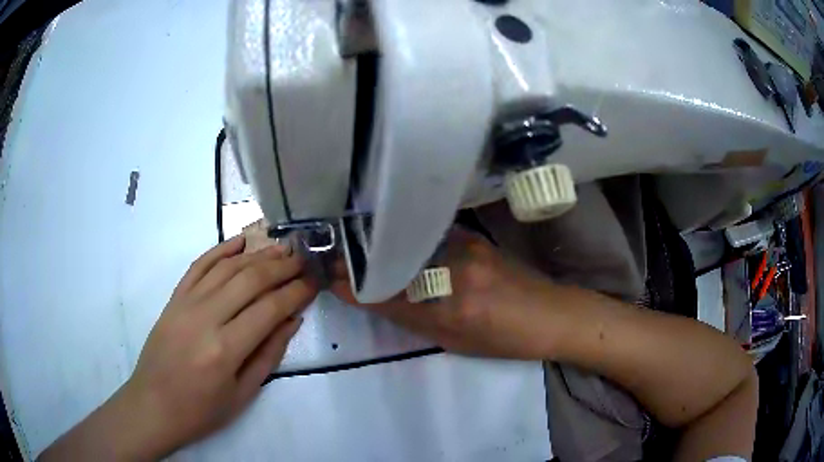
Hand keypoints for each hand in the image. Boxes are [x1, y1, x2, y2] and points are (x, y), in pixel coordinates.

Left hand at [38, 236, 317, 461]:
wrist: (154, 405)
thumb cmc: (201, 410)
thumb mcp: (243, 394)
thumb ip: (269, 354)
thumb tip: (292, 320)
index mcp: (226, 349)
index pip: (270, 308)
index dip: (296, 292)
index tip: (315, 281)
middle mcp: (206, 318)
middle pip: (250, 280)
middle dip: (282, 267)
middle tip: (303, 259)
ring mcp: (186, 303)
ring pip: (226, 267)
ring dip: (256, 254)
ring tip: (280, 248)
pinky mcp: (174, 298)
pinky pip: (199, 266)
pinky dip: (220, 250)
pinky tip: (239, 241)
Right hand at [331, 228, 560, 358]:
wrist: (551, 314)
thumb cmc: (505, 340)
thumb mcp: (455, 341)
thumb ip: (413, 318)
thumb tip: (374, 299)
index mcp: (451, 309)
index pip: (388, 294)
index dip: (354, 285)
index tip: (329, 277)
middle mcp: (455, 271)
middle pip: (393, 261)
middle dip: (359, 260)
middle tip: (334, 259)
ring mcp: (466, 246)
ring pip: (408, 243)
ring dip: (380, 245)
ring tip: (356, 247)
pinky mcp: (473, 236)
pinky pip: (428, 235)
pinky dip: (406, 238)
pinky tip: (392, 238)